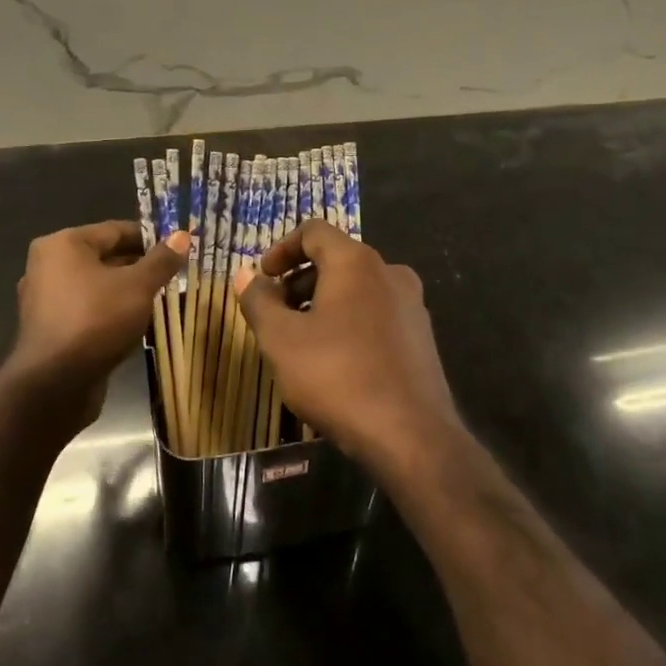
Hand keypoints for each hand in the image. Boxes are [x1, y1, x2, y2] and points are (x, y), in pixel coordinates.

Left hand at [2, 220, 186, 430]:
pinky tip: (138, 324)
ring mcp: (46, 300)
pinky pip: (89, 310)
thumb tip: (182, 235)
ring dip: (128, 292)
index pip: (116, 230)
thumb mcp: (138, 286)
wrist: (54, 384)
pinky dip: (112, 313)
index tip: (179, 249)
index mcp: (63, 244)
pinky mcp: (51, 329)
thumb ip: (161, 260)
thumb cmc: (96, 320)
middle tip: (176, 276)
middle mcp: (48, 266)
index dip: (151, 238)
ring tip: (163, 300)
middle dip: (141, 267)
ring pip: (98, 286)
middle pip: (106, 257)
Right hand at [233, 221, 463, 481]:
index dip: (281, 249)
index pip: (314, 232)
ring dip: (323, 303)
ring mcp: (411, 305)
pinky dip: (349, 322)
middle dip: (300, 281)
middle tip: (275, 314)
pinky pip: (376, 314)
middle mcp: (389, 273)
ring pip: (357, 289)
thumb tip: (244, 276)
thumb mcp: (281, 340)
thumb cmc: (337, 376)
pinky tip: (335, 361)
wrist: (410, 434)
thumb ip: (259, 302)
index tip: (261, 278)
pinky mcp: (421, 337)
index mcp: (356, 262)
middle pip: (336, 260)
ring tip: (300, 341)